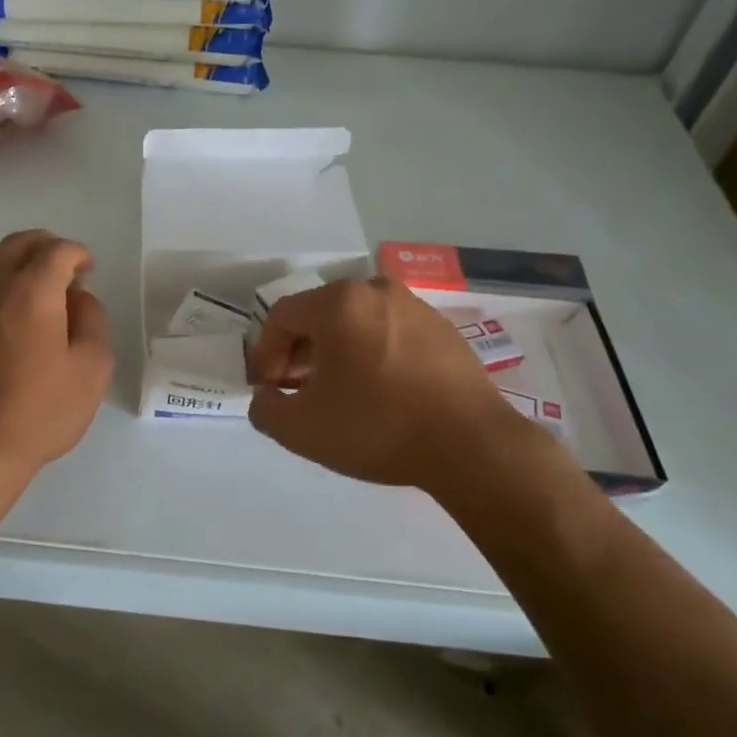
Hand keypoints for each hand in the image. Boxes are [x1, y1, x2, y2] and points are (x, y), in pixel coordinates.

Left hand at [0, 230, 113, 481]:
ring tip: (31, 289)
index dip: (77, 254)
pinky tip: (1, 324)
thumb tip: (78, 297)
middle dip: (45, 247)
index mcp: (31, 292)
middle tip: (63, 269)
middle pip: (16, 245)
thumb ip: (92, 320)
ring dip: (13, 263)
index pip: (56, 251)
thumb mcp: (92, 369)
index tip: (88, 271)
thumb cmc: (40, 413)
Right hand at [248, 277, 542, 491]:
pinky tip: (379, 391)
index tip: (269, 388)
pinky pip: (390, 333)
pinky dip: (372, 354)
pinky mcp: (443, 329)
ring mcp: (415, 307)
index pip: (282, 317)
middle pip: (319, 315)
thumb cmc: (377, 427)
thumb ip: (266, 408)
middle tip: (299, 390)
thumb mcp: (301, 429)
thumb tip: (266, 395)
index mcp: (338, 303)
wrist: (471, 445)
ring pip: (356, 322)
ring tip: (339, 393)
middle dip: (300, 352)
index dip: (265, 353)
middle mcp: (375, 291)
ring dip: (336, 352)